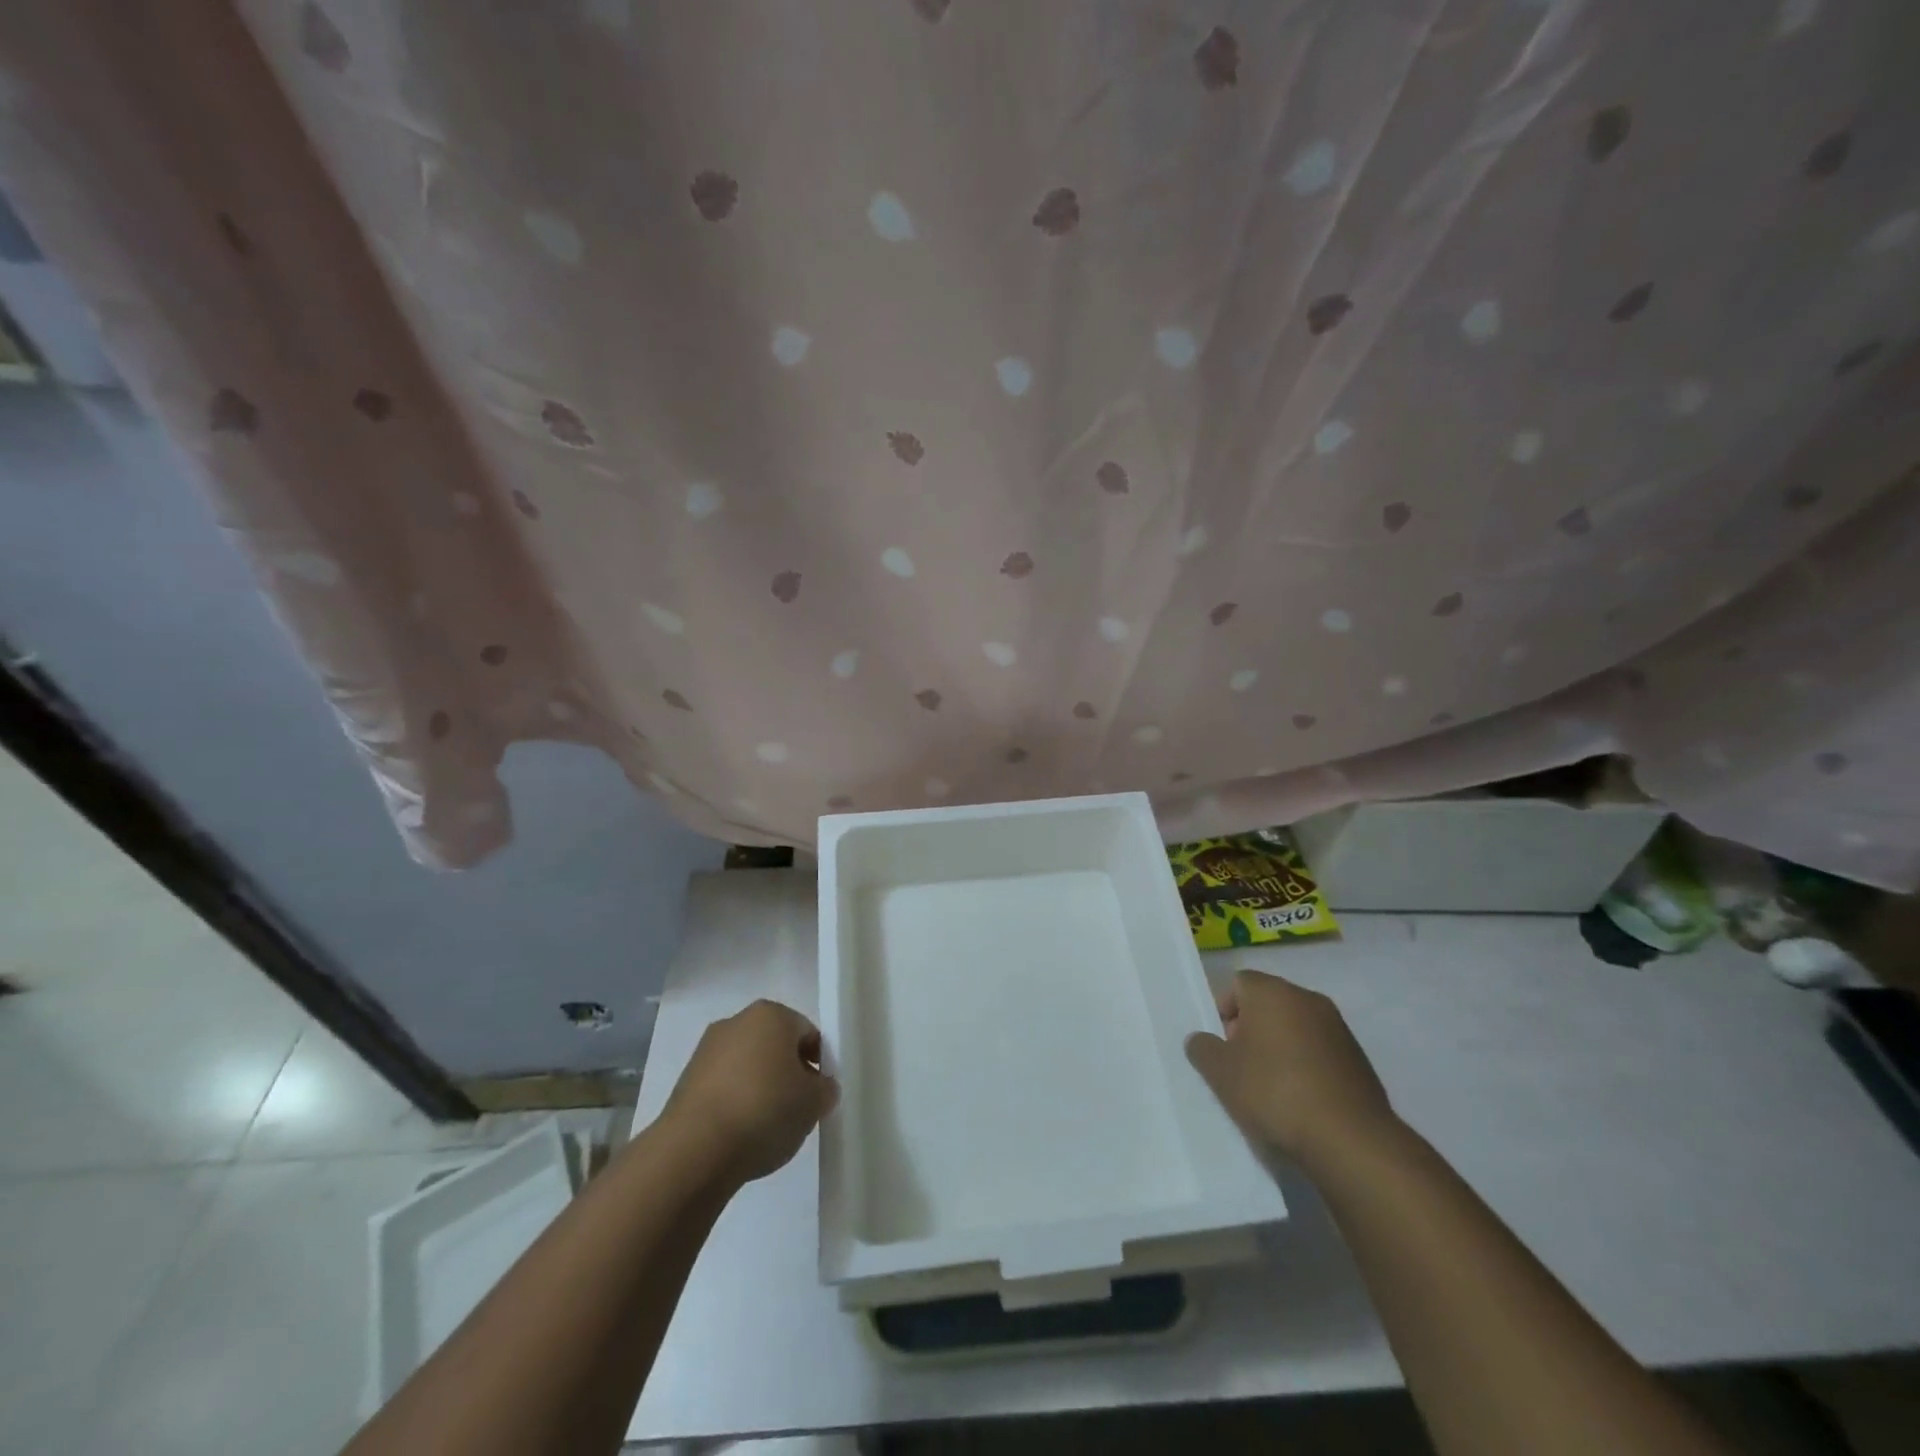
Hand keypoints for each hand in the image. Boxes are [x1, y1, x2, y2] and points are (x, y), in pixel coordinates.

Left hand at [661, 1000, 838, 1185]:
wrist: (695, 1150)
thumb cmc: (765, 1111)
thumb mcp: (814, 1103)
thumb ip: (825, 1089)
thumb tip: (820, 1087)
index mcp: (771, 1014)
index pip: (807, 1033)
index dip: (819, 1063)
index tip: (820, 1094)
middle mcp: (736, 1021)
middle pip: (775, 1046)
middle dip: (788, 1073)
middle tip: (797, 1109)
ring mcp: (706, 1050)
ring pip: (748, 1066)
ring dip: (760, 1088)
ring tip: (767, 1127)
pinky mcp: (685, 1081)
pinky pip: (724, 1087)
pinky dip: (735, 1103)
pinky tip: (740, 1133)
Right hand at [1185, 970, 1399, 1168]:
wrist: (1350, 1140)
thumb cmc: (1275, 1092)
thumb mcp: (1220, 1073)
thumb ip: (1202, 1048)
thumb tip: (1202, 1040)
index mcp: (1273, 992)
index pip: (1238, 983)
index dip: (1222, 1010)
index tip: (1221, 1045)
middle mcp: (1307, 999)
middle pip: (1267, 1003)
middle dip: (1250, 1029)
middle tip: (1240, 1066)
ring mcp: (1338, 1028)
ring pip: (1295, 1027)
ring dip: (1279, 1048)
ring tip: (1270, 1088)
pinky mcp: (1359, 1058)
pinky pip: (1319, 1051)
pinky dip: (1306, 1066)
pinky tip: (1300, 1100)